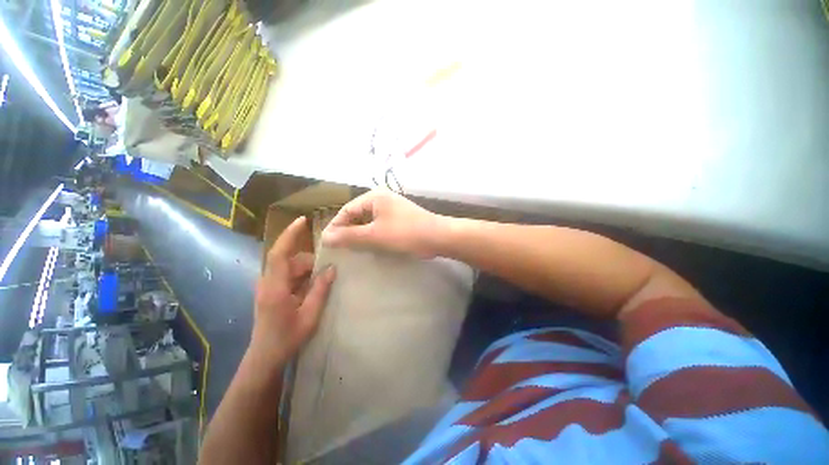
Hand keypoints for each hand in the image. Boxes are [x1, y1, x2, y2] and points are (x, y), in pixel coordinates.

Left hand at [250, 217, 335, 367]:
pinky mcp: (271, 292)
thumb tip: (332, 268)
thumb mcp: (310, 314)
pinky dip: (302, 278)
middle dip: (310, 262)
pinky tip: (313, 288)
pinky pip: (288, 276)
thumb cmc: (287, 338)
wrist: (265, 357)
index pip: (279, 253)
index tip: (302, 221)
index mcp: (275, 287)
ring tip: (323, 282)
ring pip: (290, 268)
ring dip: (307, 271)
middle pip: (290, 260)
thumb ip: (321, 289)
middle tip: (329, 270)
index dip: (290, 235)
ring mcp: (268, 287)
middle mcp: (268, 282)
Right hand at [322, 190, 445, 257]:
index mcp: (374, 197)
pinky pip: (379, 226)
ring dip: (360, 234)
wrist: (438, 237)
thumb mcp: (374, 235)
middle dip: (348, 231)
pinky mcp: (399, 219)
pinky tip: (369, 246)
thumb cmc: (405, 233)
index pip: (347, 210)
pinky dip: (372, 235)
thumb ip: (349, 236)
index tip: (327, 243)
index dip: (335, 226)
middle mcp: (381, 199)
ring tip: (351, 249)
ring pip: (368, 221)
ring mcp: (392, 209)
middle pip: (357, 215)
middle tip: (339, 248)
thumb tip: (325, 237)